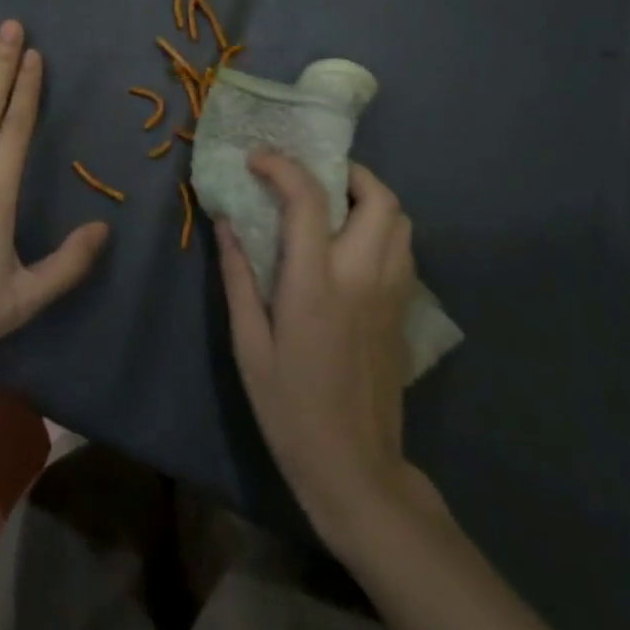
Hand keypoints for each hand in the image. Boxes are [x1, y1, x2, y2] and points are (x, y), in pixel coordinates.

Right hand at [215, 152, 439, 540]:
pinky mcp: (404, 310)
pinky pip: (403, 248)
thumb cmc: (290, 408)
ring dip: (369, 197)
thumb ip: (238, 275)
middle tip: (311, 176)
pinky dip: (382, 227)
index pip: (308, 200)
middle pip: (379, 197)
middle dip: (346, 172)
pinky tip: (351, 245)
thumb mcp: (249, 344)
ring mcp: (391, 293)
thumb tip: (225, 220)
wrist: (355, 470)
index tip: (258, 159)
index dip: (282, 167)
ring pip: (400, 219)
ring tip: (333, 204)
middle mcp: (362, 276)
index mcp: (316, 284)